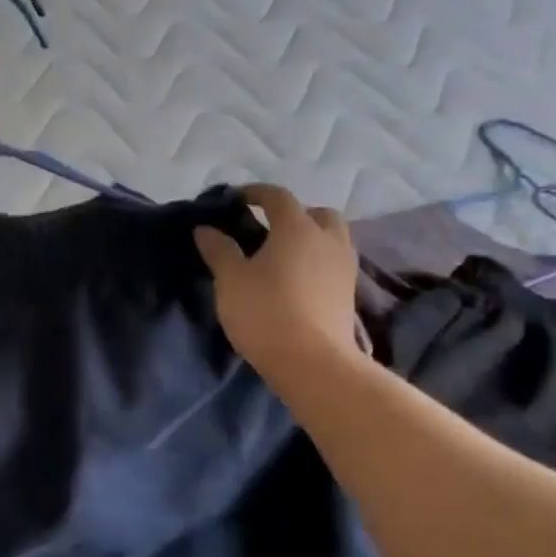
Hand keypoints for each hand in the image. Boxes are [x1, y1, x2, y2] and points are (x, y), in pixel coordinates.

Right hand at [194, 185, 360, 372]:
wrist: (312, 363)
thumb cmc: (265, 311)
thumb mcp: (230, 279)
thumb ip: (219, 249)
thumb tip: (206, 228)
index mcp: (297, 228)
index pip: (277, 196)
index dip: (255, 193)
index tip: (235, 200)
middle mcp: (327, 239)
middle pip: (317, 213)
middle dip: (293, 214)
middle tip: (267, 228)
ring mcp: (343, 267)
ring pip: (331, 238)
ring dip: (309, 238)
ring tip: (281, 255)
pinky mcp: (348, 294)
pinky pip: (332, 263)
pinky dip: (316, 261)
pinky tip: (295, 279)